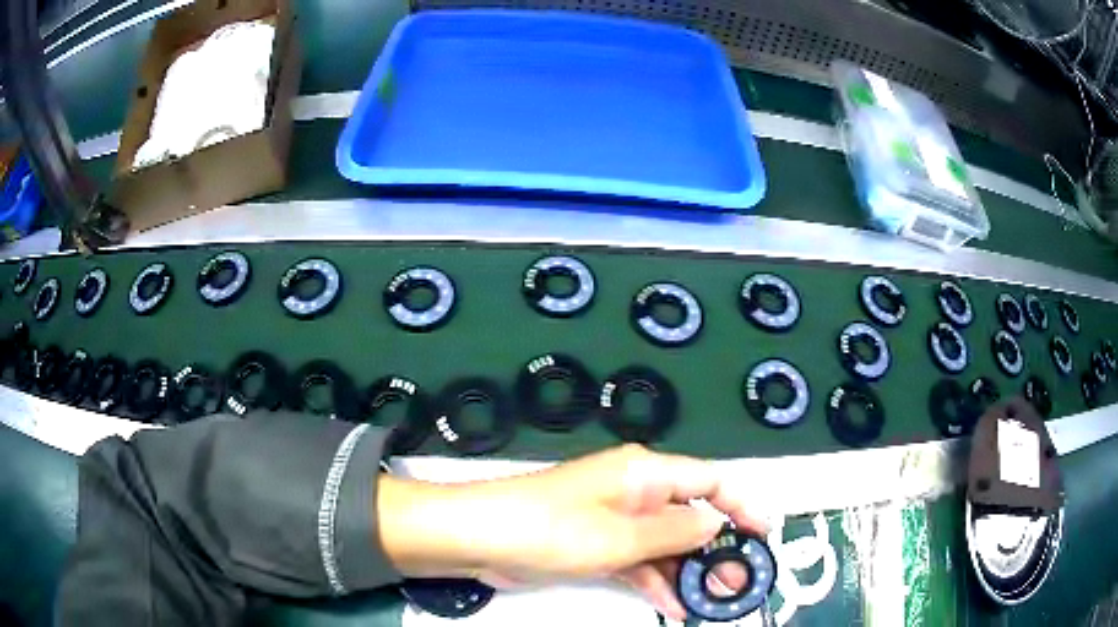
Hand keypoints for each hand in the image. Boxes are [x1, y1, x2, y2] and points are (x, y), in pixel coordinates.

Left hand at [378, 444, 766, 619]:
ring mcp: (616, 520)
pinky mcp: (599, 545)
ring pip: (667, 544)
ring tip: (714, 601)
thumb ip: (675, 530)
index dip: (741, 506)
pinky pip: (640, 561)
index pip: (710, 482)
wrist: (481, 539)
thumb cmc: (553, 529)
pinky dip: (657, 581)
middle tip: (740, 582)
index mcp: (646, 473)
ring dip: (689, 571)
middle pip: (691, 516)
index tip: (765, 535)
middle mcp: (636, 492)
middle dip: (717, 549)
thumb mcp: (621, 535)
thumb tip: (718, 520)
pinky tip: (676, 607)